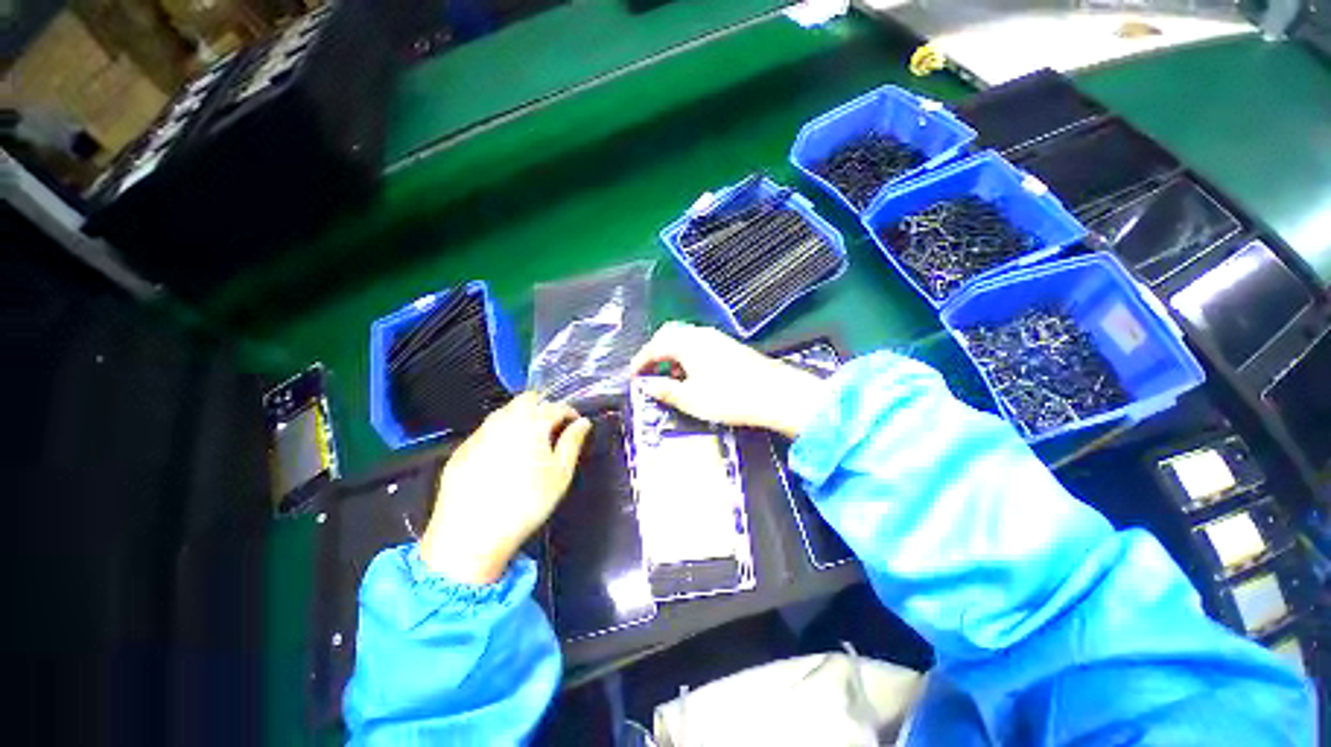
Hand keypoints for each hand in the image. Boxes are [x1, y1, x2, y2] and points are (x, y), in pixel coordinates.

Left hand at [420, 393, 591, 584]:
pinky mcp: (462, 449)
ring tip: (530, 441)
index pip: (556, 406)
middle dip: (544, 407)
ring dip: (521, 417)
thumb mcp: (560, 474)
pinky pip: (487, 430)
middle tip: (553, 428)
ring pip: (505, 411)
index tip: (575, 424)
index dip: (569, 412)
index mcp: (531, 423)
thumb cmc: (526, 502)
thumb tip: (583, 423)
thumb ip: (572, 443)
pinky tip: (503, 457)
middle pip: (527, 400)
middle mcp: (504, 420)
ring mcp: (480, 433)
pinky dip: (501, 433)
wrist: (471, 533)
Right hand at [630, 322, 827, 437]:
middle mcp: (700, 335)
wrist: (774, 394)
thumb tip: (648, 386)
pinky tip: (693, 376)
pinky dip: (688, 357)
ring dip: (672, 355)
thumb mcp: (691, 399)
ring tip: (669, 377)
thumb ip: (666, 390)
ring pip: (685, 340)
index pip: (655, 346)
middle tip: (648, 371)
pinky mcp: (729, 347)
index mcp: (687, 343)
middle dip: (655, 353)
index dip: (640, 360)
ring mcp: (717, 339)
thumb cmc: (729, 397)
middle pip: (669, 336)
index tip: (633, 375)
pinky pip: (699, 345)